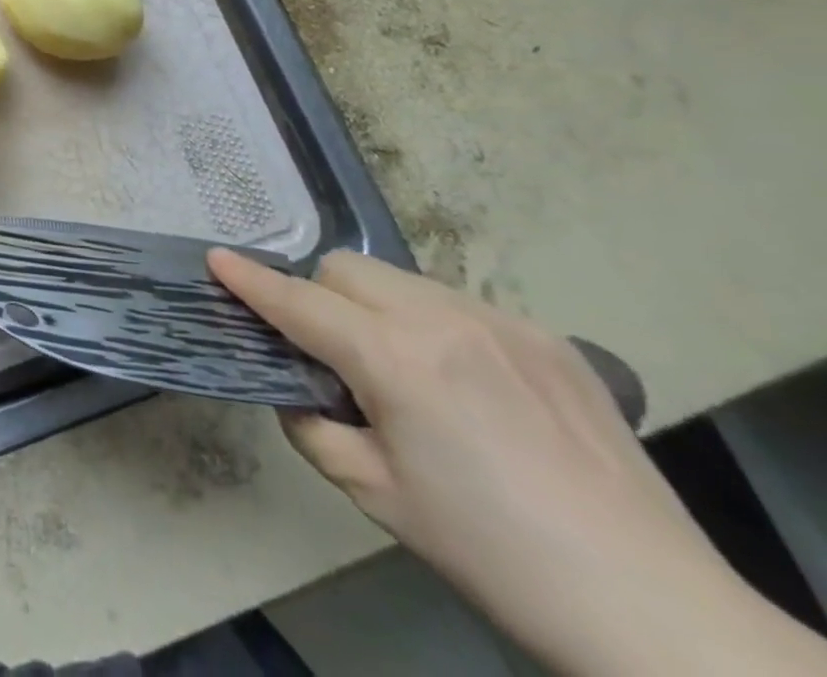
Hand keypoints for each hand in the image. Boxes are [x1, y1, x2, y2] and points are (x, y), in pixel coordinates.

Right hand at [209, 249, 824, 676]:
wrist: (651, 608)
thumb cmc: (490, 551)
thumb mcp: (375, 495)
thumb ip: (313, 426)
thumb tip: (298, 389)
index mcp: (395, 360)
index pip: (299, 303)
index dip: (251, 282)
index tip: (216, 259)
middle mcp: (442, 320)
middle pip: (346, 270)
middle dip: (320, 298)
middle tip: (332, 356)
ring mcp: (499, 321)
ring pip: (399, 279)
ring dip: (375, 307)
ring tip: (404, 372)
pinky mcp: (545, 336)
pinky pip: (456, 304)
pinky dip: (432, 325)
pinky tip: (467, 386)